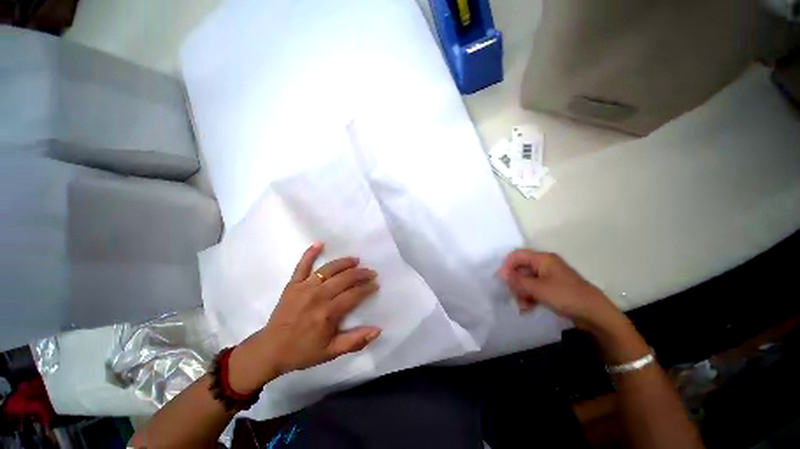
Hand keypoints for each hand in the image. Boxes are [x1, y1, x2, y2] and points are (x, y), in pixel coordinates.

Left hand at [229, 243, 380, 393]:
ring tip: (356, 260)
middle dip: (361, 274)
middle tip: (371, 272)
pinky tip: (319, 243)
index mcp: (328, 313)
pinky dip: (310, 253)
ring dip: (344, 262)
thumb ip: (355, 341)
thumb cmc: (303, 351)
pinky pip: (302, 266)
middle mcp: (318, 296)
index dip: (367, 288)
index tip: (375, 284)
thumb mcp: (331, 352)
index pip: (354, 294)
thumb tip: (378, 329)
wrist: (270, 350)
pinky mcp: (293, 284)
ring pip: (329, 269)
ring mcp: (304, 288)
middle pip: (345, 278)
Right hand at [499, 249, 620, 329]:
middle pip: (521, 268)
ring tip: (523, 306)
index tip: (503, 281)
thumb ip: (517, 280)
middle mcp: (544, 264)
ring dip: (521, 292)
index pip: (516, 255)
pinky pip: (534, 288)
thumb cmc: (566, 296)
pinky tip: (528, 308)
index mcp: (542, 259)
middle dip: (515, 283)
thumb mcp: (538, 289)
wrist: (595, 314)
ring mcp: (549, 276)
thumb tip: (500, 274)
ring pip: (526, 280)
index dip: (507, 266)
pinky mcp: (552, 288)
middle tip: (514, 296)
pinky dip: (529, 297)